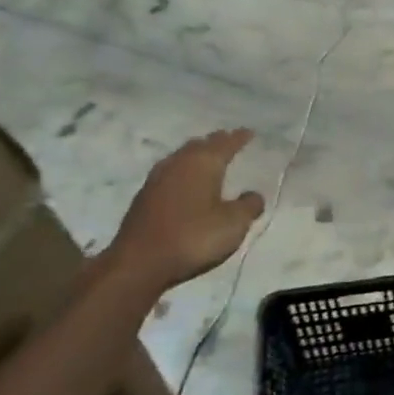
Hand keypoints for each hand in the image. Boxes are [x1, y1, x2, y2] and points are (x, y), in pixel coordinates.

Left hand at [108, 129, 264, 291]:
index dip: (239, 137)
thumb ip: (248, 206)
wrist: (139, 262)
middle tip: (229, 140)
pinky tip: (185, 181)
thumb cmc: (194, 238)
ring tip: (207, 157)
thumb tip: (254, 194)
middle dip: (216, 142)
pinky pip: (170, 172)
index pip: (225, 144)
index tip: (249, 132)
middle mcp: (178, 164)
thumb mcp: (233, 224)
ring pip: (182, 157)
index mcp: (203, 164)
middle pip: (200, 145)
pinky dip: (183, 170)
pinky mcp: (144, 197)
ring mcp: (157, 179)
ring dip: (196, 154)